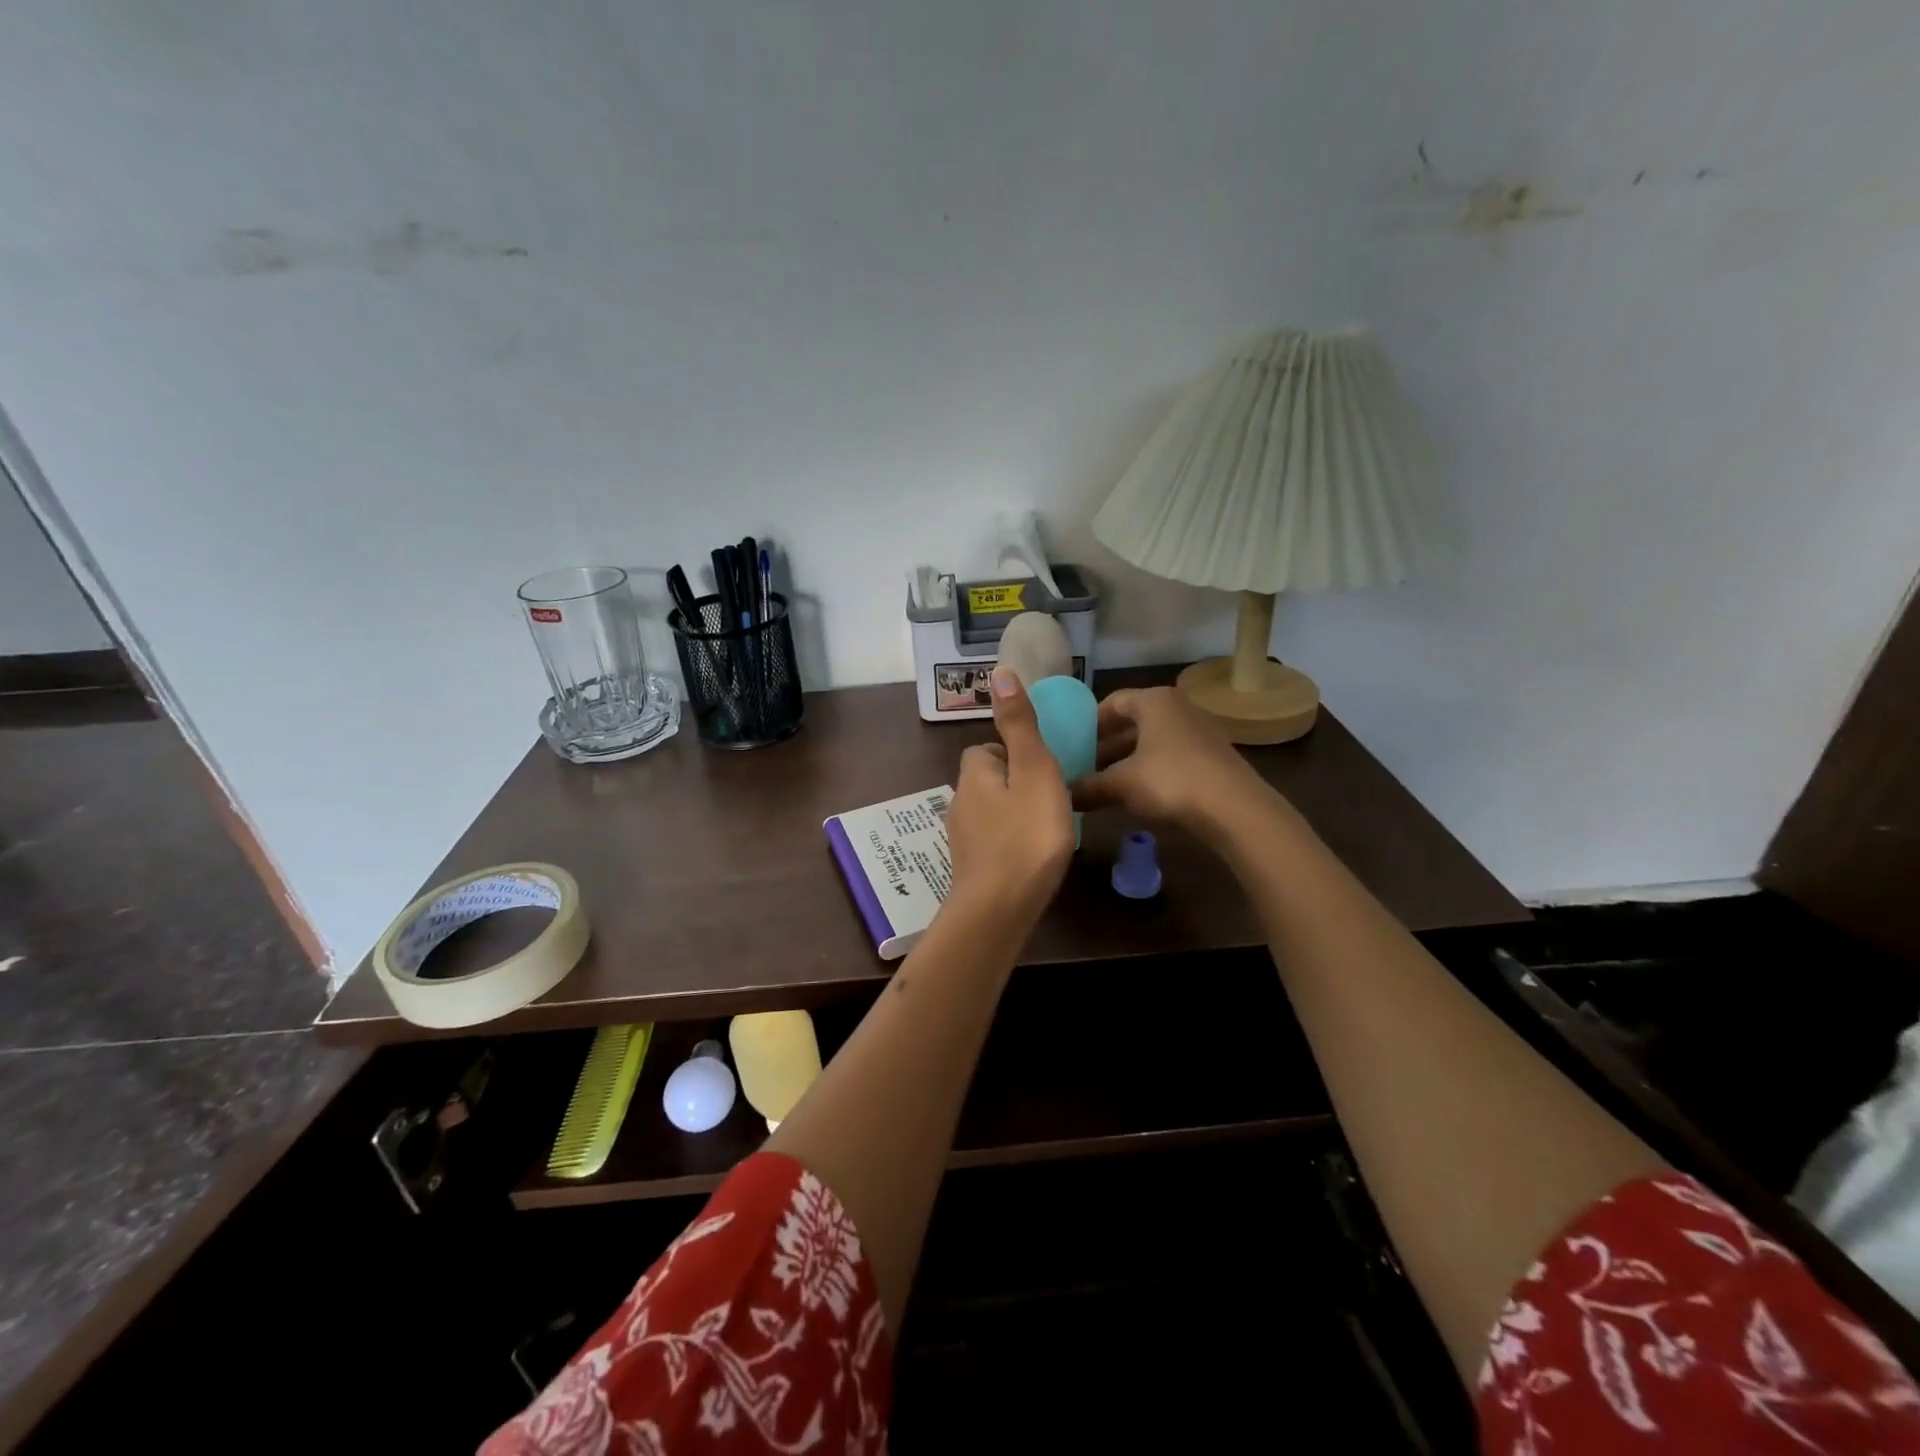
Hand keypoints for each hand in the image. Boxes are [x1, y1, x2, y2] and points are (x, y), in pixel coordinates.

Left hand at [943, 667, 1075, 923]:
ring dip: (1014, 814)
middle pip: (988, 780)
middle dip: (1015, 784)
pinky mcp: (970, 869)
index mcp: (974, 775)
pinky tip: (1032, 857)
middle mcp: (960, 803)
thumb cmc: (1025, 836)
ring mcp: (962, 839)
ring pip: (990, 812)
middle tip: (1051, 799)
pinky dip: (1010, 842)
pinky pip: (993, 842)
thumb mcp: (1033, 771)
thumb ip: (1020, 725)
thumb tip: (1000, 672)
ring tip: (1047, 828)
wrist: (999, 910)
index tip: (1042, 768)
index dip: (1013, 753)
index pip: (987, 749)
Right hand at [1073, 686, 1268, 834]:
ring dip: (1128, 762)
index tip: (1071, 745)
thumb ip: (1089, 786)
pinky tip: (1139, 797)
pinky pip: (1172, 758)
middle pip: (1133, 723)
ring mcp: (1200, 732)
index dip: (1088, 723)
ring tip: (1106, 786)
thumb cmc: (1170, 782)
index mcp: (1154, 701)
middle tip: (1083, 769)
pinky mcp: (1214, 758)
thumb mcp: (1121, 785)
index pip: (1112, 702)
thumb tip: (1062, 793)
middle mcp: (1179, 708)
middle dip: (1107, 747)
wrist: (1236, 810)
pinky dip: (1152, 772)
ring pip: (1153, 742)